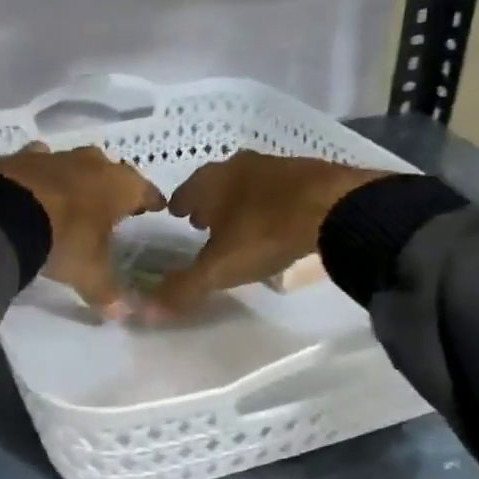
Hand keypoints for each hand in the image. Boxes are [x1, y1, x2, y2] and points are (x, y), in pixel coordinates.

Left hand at [0, 143, 165, 316]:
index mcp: (119, 186)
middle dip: (113, 188)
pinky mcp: (21, 156)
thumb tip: (123, 314)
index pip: (146, 191)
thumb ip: (108, 292)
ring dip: (77, 178)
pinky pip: (38, 161)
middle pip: (111, 172)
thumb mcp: (89, 273)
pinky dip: (39, 173)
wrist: (3, 213)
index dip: (152, 200)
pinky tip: (34, 184)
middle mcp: (92, 164)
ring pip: (75, 163)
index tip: (157, 206)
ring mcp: (55, 156)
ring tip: (74, 197)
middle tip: (113, 205)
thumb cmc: (64, 239)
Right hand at [147, 151, 389, 316]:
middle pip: (215, 183)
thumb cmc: (265, 232)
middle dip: (208, 201)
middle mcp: (238, 166)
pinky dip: (269, 201)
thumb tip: (142, 312)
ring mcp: (275, 165)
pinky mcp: (307, 172)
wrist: (336, 206)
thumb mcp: (220, 268)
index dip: (179, 206)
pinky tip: (277, 219)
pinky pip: (278, 188)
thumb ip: (183, 288)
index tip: (177, 217)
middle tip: (203, 221)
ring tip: (239, 222)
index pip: (184, 192)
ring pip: (246, 183)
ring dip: (239, 200)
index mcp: (211, 181)